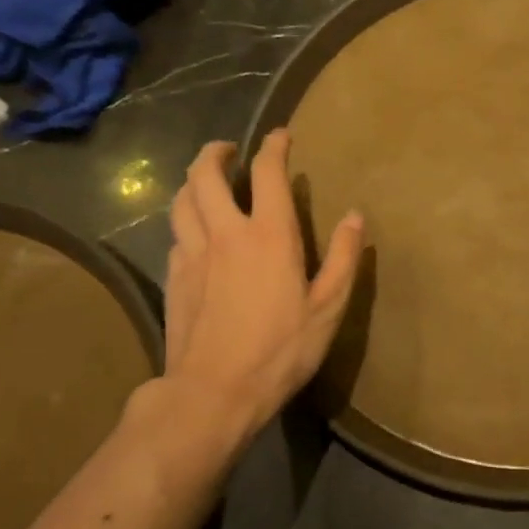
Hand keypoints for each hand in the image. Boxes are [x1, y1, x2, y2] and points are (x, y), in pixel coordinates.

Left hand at [142, 131, 364, 451]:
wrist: (213, 392)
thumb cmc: (280, 350)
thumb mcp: (327, 308)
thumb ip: (342, 258)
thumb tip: (355, 216)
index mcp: (268, 236)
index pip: (267, 173)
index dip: (274, 147)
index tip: (281, 136)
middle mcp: (224, 233)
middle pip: (205, 174)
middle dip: (216, 152)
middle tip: (229, 150)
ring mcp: (192, 254)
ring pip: (180, 199)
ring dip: (192, 181)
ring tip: (205, 181)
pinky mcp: (173, 278)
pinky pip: (175, 233)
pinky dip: (185, 218)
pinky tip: (194, 231)